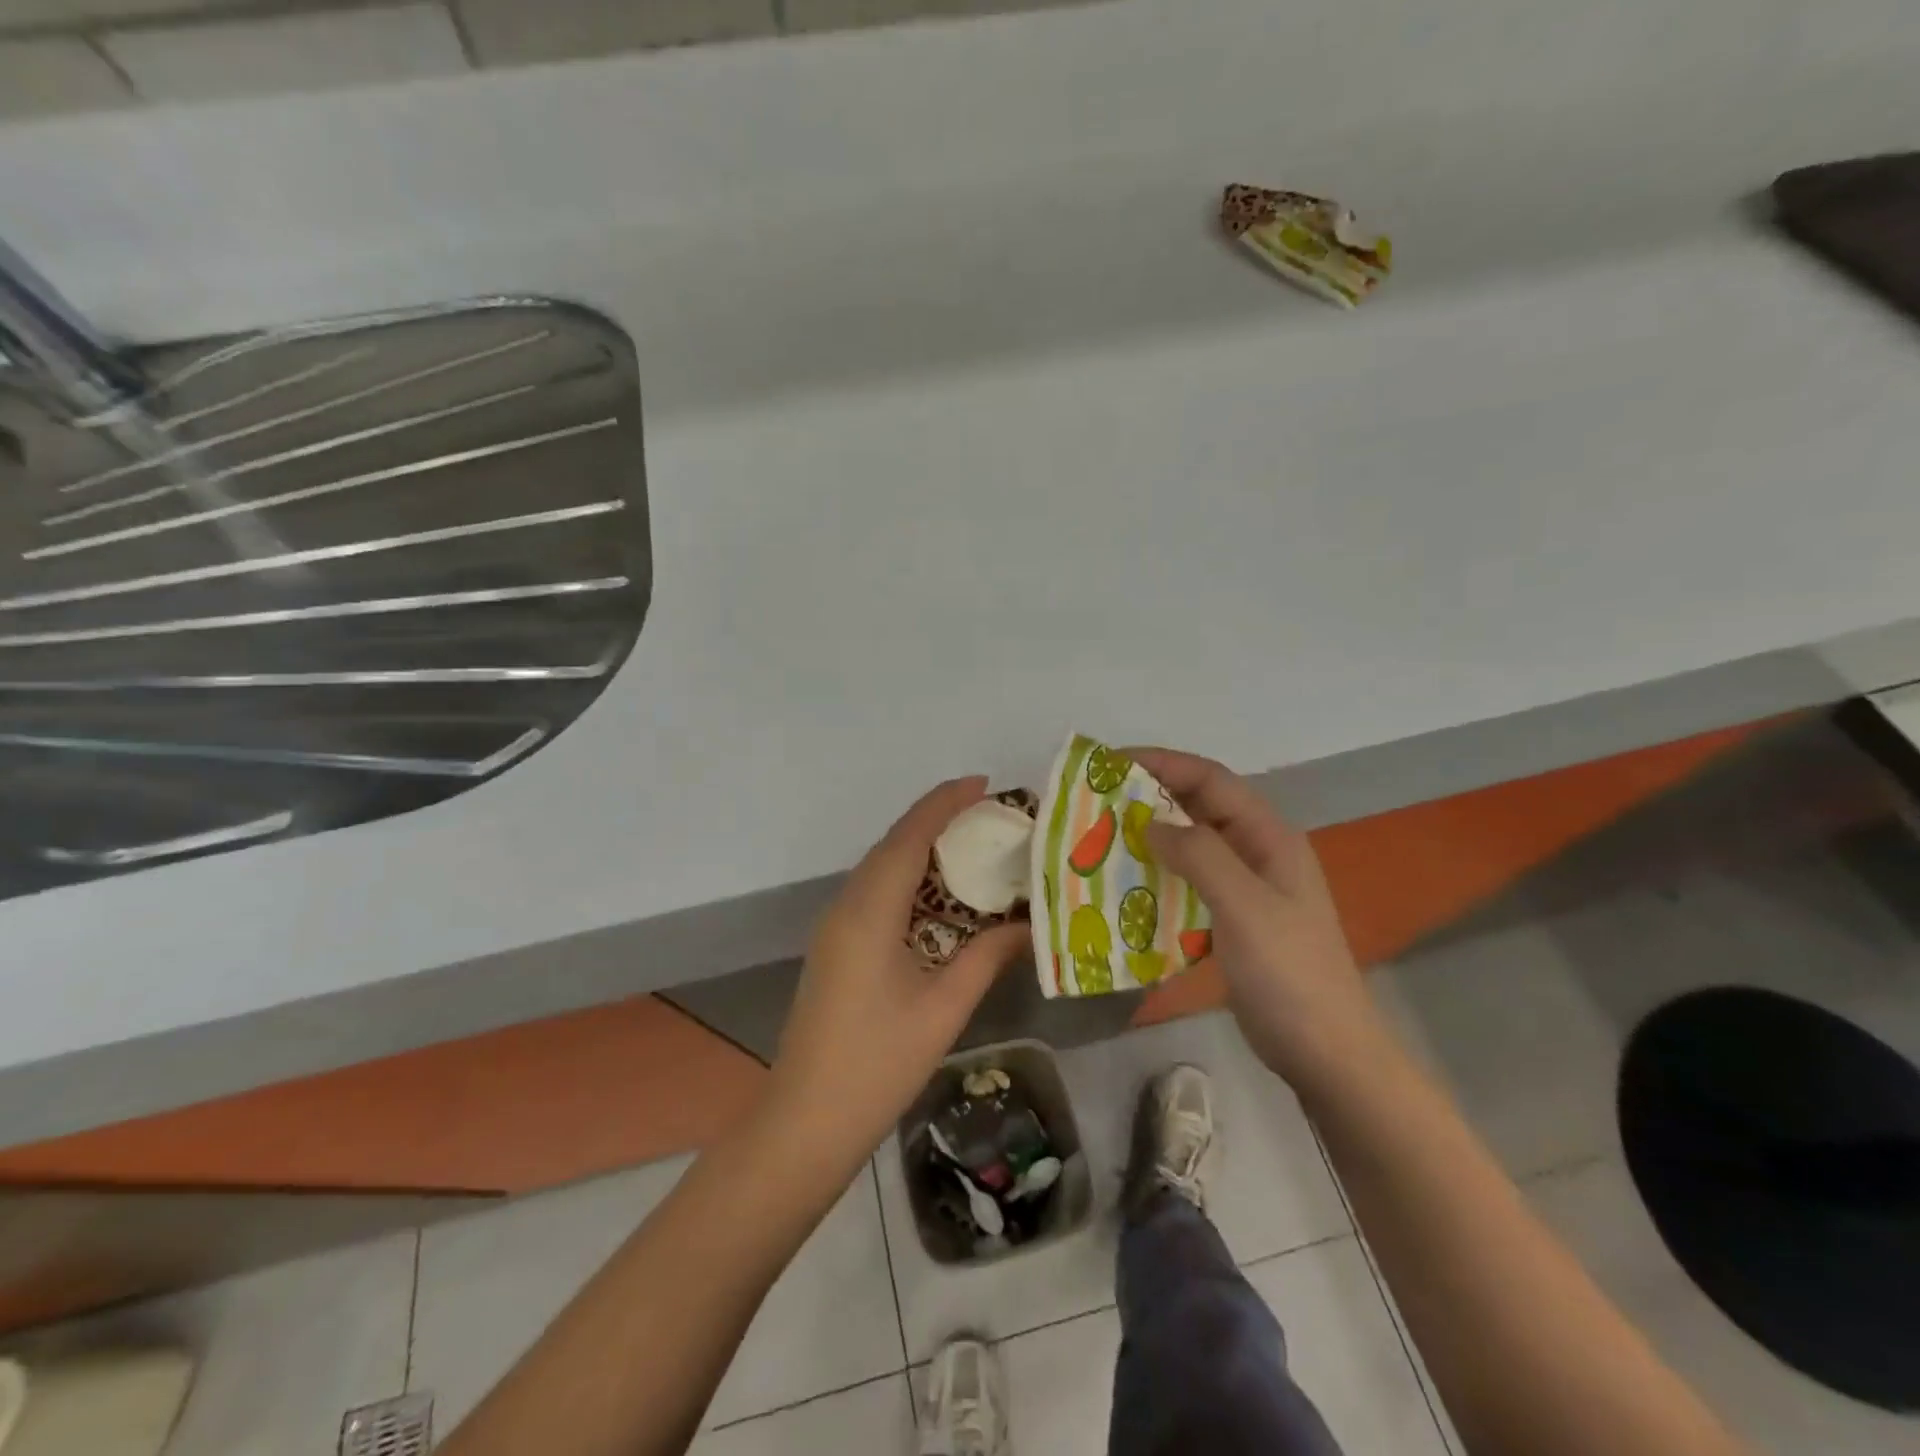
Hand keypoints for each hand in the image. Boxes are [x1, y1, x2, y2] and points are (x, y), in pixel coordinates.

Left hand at [765, 777, 1027, 1175]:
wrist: (805, 1121)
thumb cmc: (878, 1065)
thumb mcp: (943, 1008)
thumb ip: (987, 958)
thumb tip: (1030, 925)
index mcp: (870, 912)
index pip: (909, 837)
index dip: (944, 803)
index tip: (983, 784)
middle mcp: (846, 906)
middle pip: (892, 845)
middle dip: (937, 820)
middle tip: (989, 815)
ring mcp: (835, 926)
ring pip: (880, 867)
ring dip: (920, 848)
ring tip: (971, 845)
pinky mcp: (835, 946)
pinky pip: (874, 892)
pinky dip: (907, 878)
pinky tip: (938, 894)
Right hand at [1130, 748, 1389, 1094]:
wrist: (1325, 1052)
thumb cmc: (1289, 972)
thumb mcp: (1244, 906)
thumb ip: (1200, 855)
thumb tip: (1150, 822)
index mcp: (1268, 837)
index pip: (1211, 780)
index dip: (1163, 763)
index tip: (1111, 763)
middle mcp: (1256, 852)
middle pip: (1199, 807)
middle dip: (1150, 796)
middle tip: (1097, 800)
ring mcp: (1244, 887)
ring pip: (1190, 845)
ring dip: (1150, 836)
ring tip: (1101, 838)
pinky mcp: (1230, 918)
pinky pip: (1187, 881)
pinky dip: (1157, 874)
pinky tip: (1124, 885)